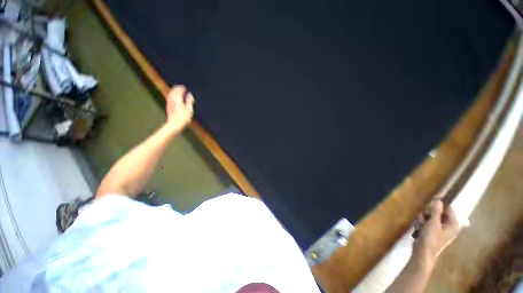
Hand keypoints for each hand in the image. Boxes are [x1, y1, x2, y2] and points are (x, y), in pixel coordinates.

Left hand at [166, 85, 194, 130]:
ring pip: (170, 94)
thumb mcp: (189, 109)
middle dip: (177, 89)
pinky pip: (169, 98)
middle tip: (181, 88)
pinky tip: (175, 98)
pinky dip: (172, 96)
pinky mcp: (168, 106)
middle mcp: (172, 99)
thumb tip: (190, 95)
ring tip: (178, 92)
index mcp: (177, 99)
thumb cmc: (183, 118)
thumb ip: (189, 101)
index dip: (181, 88)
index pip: (178, 90)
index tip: (184, 87)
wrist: (174, 124)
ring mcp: (169, 103)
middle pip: (173, 91)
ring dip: (174, 92)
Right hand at [412, 200, 460, 266]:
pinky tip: (418, 230)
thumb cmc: (431, 238)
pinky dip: (420, 224)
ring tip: (420, 227)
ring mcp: (439, 228)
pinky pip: (425, 222)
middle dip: (427, 214)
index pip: (448, 208)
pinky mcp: (431, 231)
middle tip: (423, 218)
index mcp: (453, 223)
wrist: (423, 252)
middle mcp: (448, 225)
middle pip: (436, 212)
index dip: (439, 203)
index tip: (431, 200)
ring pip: (428, 217)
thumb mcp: (433, 223)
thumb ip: (436, 211)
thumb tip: (439, 200)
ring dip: (422, 220)